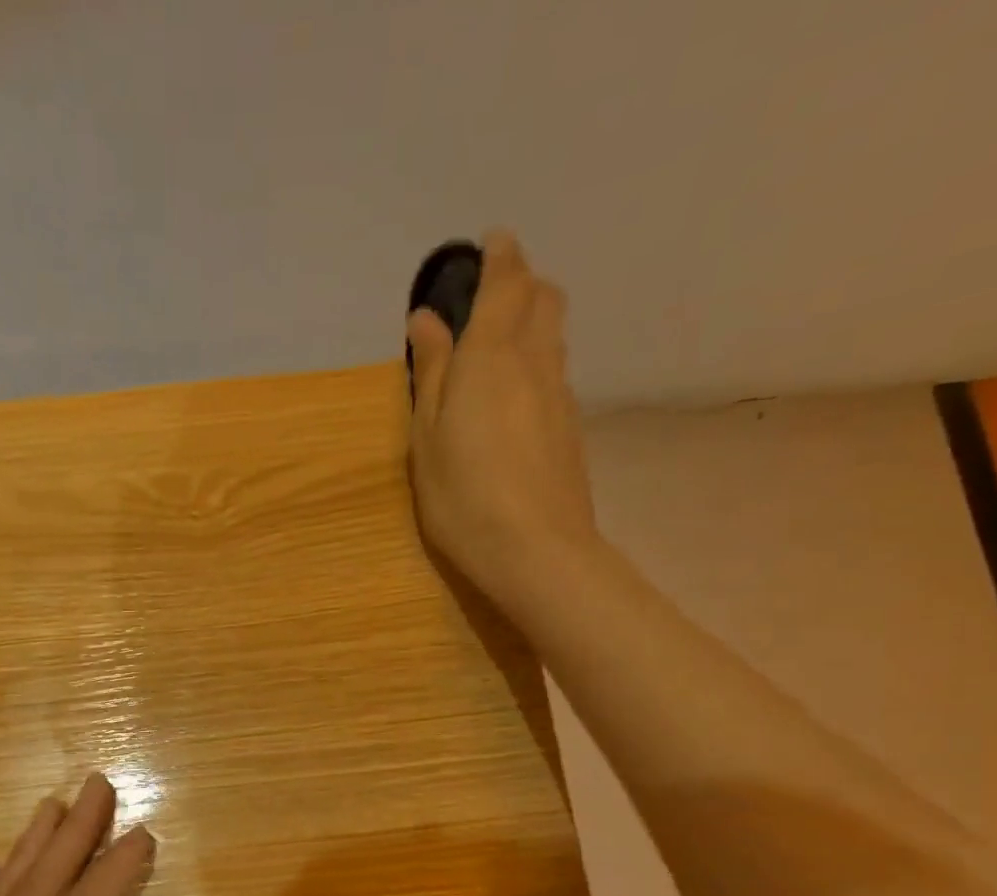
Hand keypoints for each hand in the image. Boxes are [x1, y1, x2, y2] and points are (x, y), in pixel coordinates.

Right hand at [406, 230, 598, 600]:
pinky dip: (537, 362)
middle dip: (522, 283)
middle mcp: (535, 362)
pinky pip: (555, 373)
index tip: (490, 243)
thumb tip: (426, 318)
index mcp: (491, 356)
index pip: (507, 283)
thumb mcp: (428, 436)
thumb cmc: (463, 496)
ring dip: (532, 321)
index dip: (501, 257)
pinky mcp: (570, 428)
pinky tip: (514, 396)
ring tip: (499, 343)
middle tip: (492, 295)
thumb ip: (431, 372)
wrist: (536, 550)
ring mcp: (560, 395)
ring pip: (554, 335)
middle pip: (543, 299)